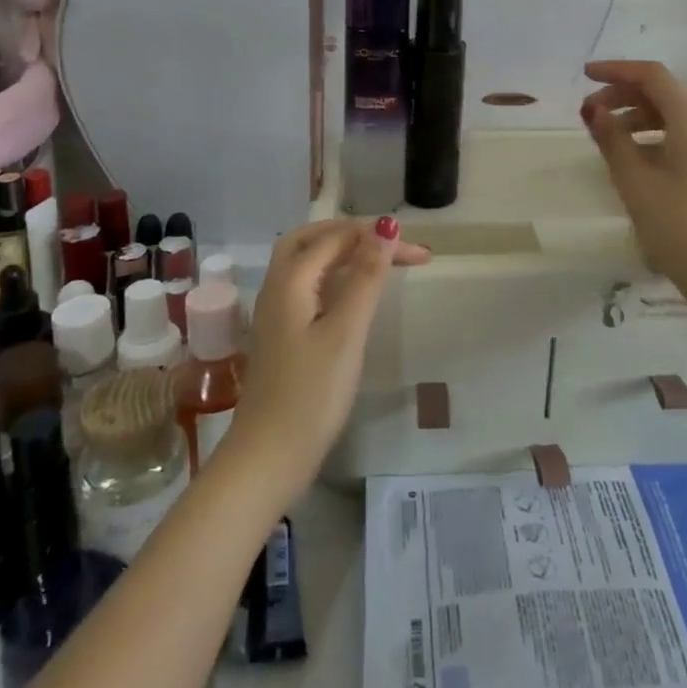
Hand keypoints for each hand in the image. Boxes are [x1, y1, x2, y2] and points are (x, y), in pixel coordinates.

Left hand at [224, 219, 429, 496]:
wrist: (267, 460)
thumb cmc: (311, 394)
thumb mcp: (346, 332)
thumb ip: (366, 277)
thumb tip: (386, 228)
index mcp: (290, 280)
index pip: (337, 238)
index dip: (378, 237)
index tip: (419, 253)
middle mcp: (277, 287)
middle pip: (313, 240)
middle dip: (354, 235)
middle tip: (391, 246)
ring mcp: (276, 312)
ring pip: (309, 263)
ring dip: (344, 254)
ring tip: (381, 263)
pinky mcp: (282, 335)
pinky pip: (309, 287)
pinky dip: (335, 278)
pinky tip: (354, 295)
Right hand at [581, 60, 686, 296]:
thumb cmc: (677, 225)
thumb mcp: (634, 181)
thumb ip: (611, 138)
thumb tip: (593, 110)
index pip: (652, 76)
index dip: (616, 70)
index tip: (585, 76)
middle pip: (663, 93)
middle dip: (624, 95)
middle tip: (590, 113)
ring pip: (674, 116)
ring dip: (638, 117)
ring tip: (607, 136)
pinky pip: (684, 136)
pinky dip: (655, 136)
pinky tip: (635, 158)